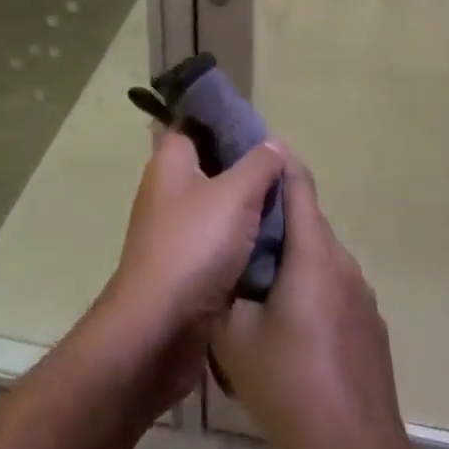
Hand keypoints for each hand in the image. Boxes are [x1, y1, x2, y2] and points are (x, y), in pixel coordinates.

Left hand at [105, 130, 286, 338]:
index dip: (227, 119)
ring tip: (289, 202)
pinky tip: (275, 240)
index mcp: (171, 160)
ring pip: (219, 204)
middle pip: (213, 163)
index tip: (262, 125)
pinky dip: (243, 239)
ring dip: (249, 206)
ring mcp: (175, 227)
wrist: (159, 328)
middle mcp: (168, 188)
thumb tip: (274, 142)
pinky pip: (220, 239)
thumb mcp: (235, 195)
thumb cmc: (193, 246)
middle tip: (286, 167)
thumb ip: (258, 165)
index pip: (197, 122)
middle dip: (247, 166)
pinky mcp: (186, 263)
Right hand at [210, 158, 409, 448]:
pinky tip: (286, 318)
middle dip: (272, 211)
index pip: (297, 182)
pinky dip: (308, 281)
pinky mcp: (369, 322)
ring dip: (289, 251)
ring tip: (253, 271)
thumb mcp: (234, 340)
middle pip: (306, 216)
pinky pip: (332, 282)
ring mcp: (360, 292)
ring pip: (318, 252)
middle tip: (234, 219)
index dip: (274, 161)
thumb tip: (210, 268)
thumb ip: (220, 291)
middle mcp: (341, 261)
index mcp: (312, 253)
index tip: (247, 152)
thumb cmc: (292, 387)